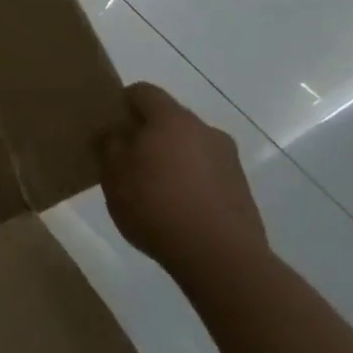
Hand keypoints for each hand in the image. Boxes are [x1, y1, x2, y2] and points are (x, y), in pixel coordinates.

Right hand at [97, 82, 268, 284]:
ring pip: (191, 147)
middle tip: (127, 158)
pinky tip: (177, 209)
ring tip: (154, 188)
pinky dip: (191, 182)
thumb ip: (110, 146)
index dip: (122, 102)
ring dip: (172, 158)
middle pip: (170, 119)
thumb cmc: (157, 207)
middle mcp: (205, 130)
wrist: (222, 260)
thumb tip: (115, 134)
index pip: (143, 91)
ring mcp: (229, 161)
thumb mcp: (114, 175)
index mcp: (172, 119)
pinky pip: (207, 173)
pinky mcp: (242, 191)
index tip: (109, 124)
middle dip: (148, 133)